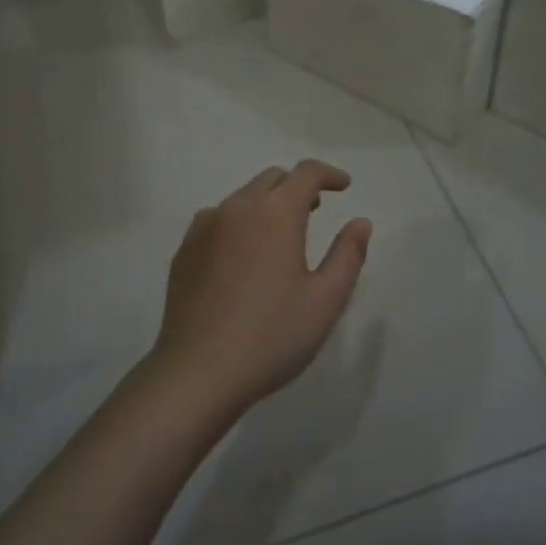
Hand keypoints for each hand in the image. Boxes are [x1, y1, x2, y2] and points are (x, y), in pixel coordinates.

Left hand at [151, 160, 372, 418]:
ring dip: (266, 204)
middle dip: (297, 186)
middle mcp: (237, 208)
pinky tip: (243, 256)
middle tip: (314, 210)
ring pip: (242, 198)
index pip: (306, 173)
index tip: (343, 186)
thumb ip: (348, 254)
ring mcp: (205, 227)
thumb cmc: (272, 336)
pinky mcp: (185, 249)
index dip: (328, 174)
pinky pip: (217, 219)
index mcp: (275, 213)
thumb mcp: (325, 300)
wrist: (198, 372)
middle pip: (272, 179)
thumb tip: (360, 222)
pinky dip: (239, 222)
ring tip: (279, 235)